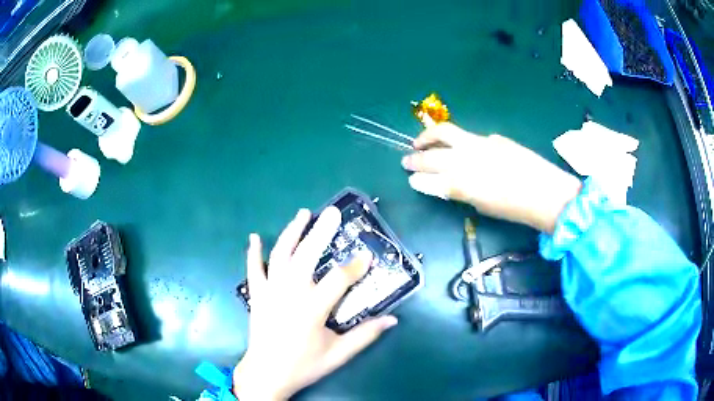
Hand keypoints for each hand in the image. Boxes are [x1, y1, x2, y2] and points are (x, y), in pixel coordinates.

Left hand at [233, 207, 397, 400]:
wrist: (266, 374)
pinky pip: (253, 269)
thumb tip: (392, 320)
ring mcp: (270, 292)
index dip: (355, 266)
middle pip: (307, 255)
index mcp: (312, 309)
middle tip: (332, 213)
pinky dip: (254, 252)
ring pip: (281, 255)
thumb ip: (365, 335)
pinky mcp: (257, 295)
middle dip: (321, 232)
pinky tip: (254, 237)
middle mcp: (290, 294)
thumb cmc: (304, 365)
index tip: (367, 255)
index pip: (339, 279)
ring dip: (292, 232)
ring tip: (303, 213)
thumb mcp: (339, 354)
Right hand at [401, 123, 581, 232]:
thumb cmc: (514, 208)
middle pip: (432, 153)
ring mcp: (480, 144)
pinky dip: (457, 142)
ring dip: (429, 137)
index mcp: (462, 181)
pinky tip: (462, 151)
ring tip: (422, 142)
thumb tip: (441, 183)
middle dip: (415, 156)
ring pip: (446, 132)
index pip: (430, 175)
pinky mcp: (493, 139)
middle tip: (406, 159)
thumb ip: (458, 190)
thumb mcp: (482, 204)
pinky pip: (469, 138)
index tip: (410, 176)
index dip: (417, 175)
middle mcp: (466, 157)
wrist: (546, 193)